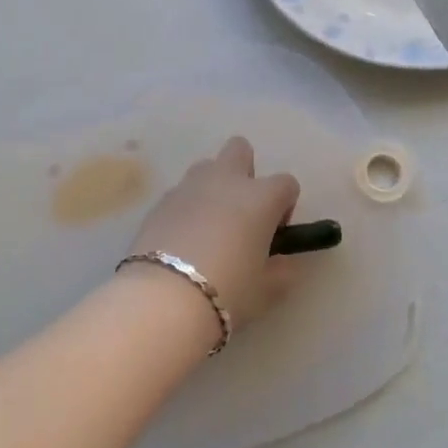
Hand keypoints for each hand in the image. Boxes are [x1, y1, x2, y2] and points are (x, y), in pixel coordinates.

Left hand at [127, 137, 304, 330]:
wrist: (164, 299)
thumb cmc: (228, 291)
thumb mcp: (267, 290)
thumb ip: (282, 270)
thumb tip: (282, 262)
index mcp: (260, 197)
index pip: (287, 183)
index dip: (285, 206)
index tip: (275, 234)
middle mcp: (226, 180)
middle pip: (240, 149)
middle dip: (245, 172)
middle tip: (241, 213)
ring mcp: (189, 187)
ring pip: (206, 167)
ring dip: (213, 187)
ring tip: (208, 227)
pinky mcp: (160, 201)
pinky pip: (181, 193)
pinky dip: (186, 208)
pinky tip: (182, 241)